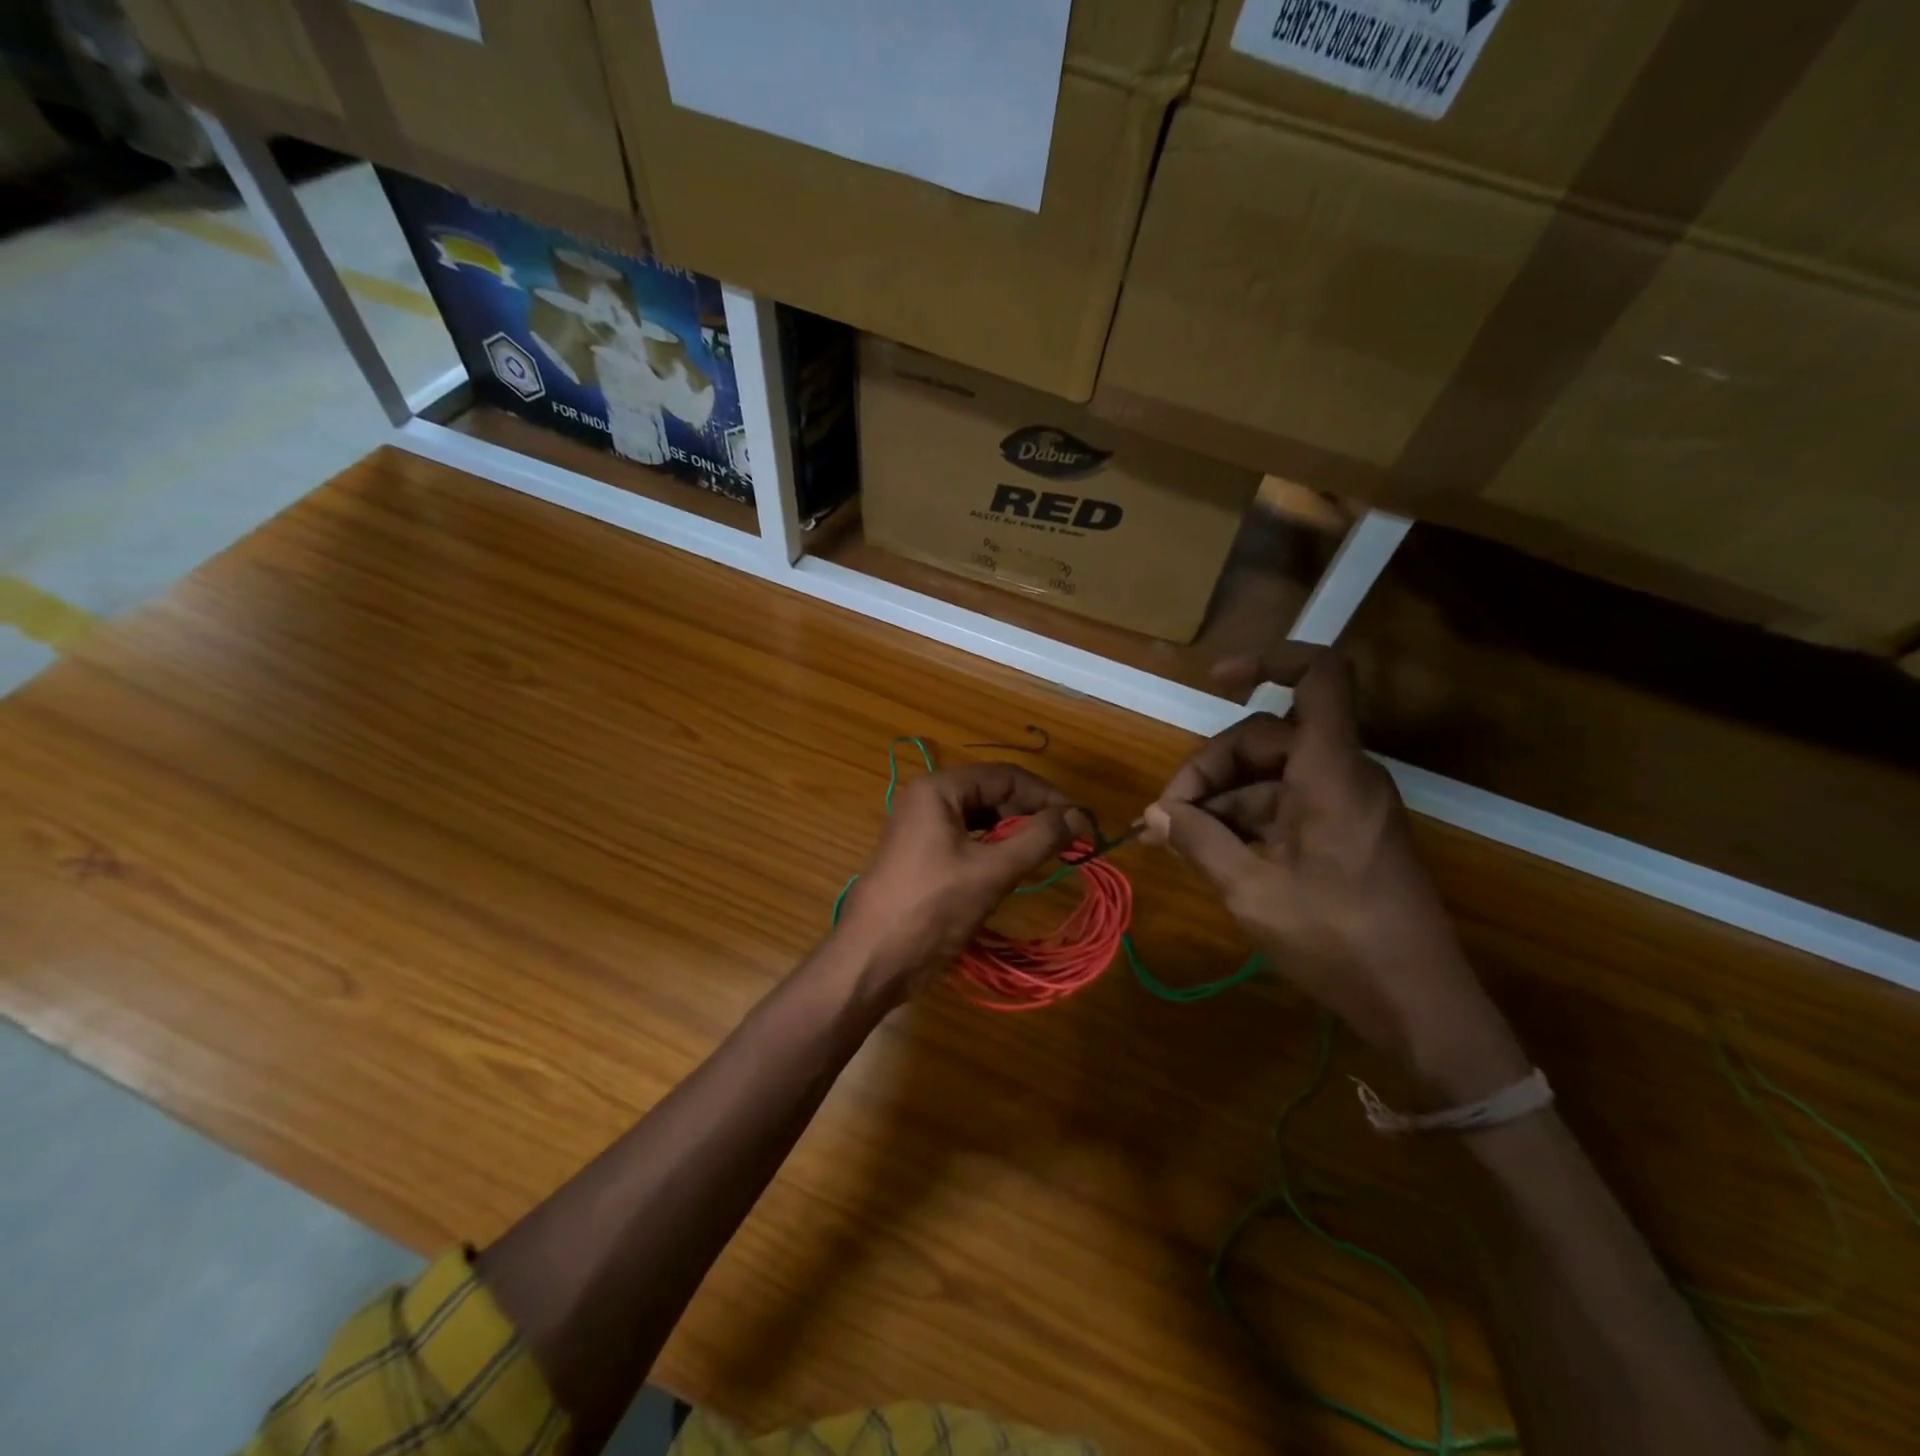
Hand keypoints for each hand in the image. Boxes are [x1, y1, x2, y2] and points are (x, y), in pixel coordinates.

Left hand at [833, 763, 1089, 1003]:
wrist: (871, 960)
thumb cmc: (932, 909)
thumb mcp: (991, 871)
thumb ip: (1038, 838)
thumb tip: (1080, 816)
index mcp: (939, 789)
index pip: (1007, 776)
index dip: (1049, 796)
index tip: (1083, 821)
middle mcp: (928, 798)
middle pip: (994, 793)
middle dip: (1033, 813)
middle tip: (1070, 840)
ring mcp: (922, 827)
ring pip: (982, 817)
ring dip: (1017, 831)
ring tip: (1050, 853)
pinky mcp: (923, 854)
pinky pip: (968, 839)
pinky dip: (996, 848)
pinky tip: (1017, 865)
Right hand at [1144, 645, 1527, 1101]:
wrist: (1418, 1004)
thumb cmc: (1336, 940)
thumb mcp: (1250, 890)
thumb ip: (1197, 841)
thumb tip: (1152, 815)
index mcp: (1330, 772)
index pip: (1319, 676)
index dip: (1268, 660)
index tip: (1214, 680)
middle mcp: (1343, 774)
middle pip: (1267, 736)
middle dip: (1209, 769)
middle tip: (1165, 817)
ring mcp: (1347, 804)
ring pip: (1270, 775)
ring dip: (1220, 800)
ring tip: (1175, 841)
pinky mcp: (1345, 832)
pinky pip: (1286, 805)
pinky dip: (1245, 820)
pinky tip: (1209, 853)